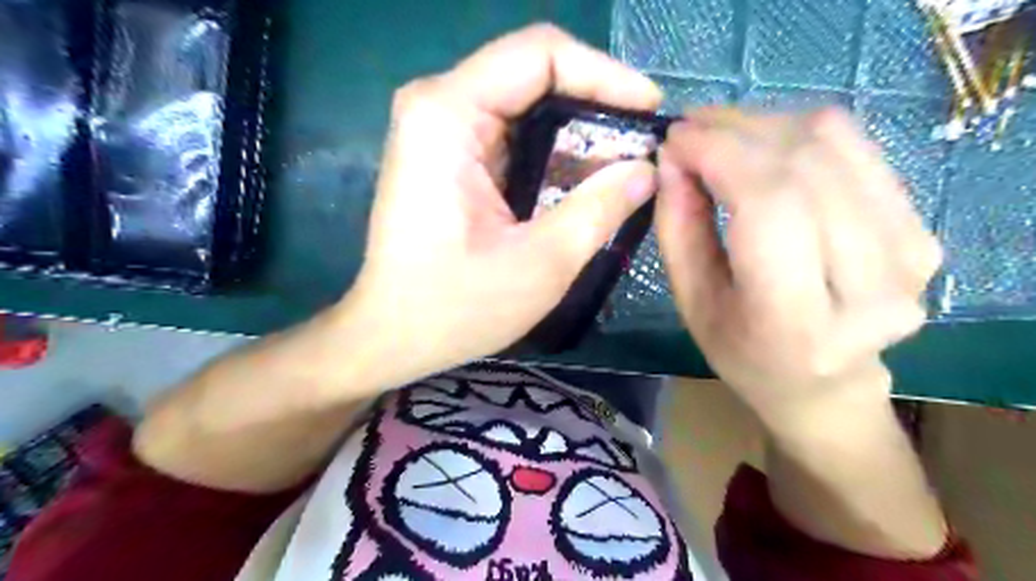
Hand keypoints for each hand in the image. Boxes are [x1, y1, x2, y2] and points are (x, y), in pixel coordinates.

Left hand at [343, 23, 662, 384]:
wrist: (393, 335)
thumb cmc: (456, 307)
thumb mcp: (541, 263)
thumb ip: (599, 208)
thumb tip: (646, 169)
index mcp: (448, 115)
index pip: (540, 55)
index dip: (605, 75)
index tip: (650, 112)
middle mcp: (437, 106)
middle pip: (533, 74)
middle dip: (595, 104)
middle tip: (642, 143)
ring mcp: (439, 129)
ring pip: (526, 104)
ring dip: (577, 131)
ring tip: (623, 163)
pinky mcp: (447, 155)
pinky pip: (512, 133)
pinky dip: (552, 151)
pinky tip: (583, 180)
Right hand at [659, 110, 944, 432]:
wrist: (823, 384)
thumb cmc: (742, 352)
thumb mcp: (691, 301)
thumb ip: (678, 227)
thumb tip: (673, 156)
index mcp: (796, 322)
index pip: (768, 204)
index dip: (719, 153)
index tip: (675, 137)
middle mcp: (870, 286)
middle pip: (804, 165)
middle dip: (736, 130)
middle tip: (690, 129)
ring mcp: (910, 251)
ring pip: (834, 143)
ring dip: (766, 124)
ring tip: (721, 135)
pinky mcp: (922, 226)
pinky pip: (857, 148)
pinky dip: (801, 133)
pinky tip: (765, 146)